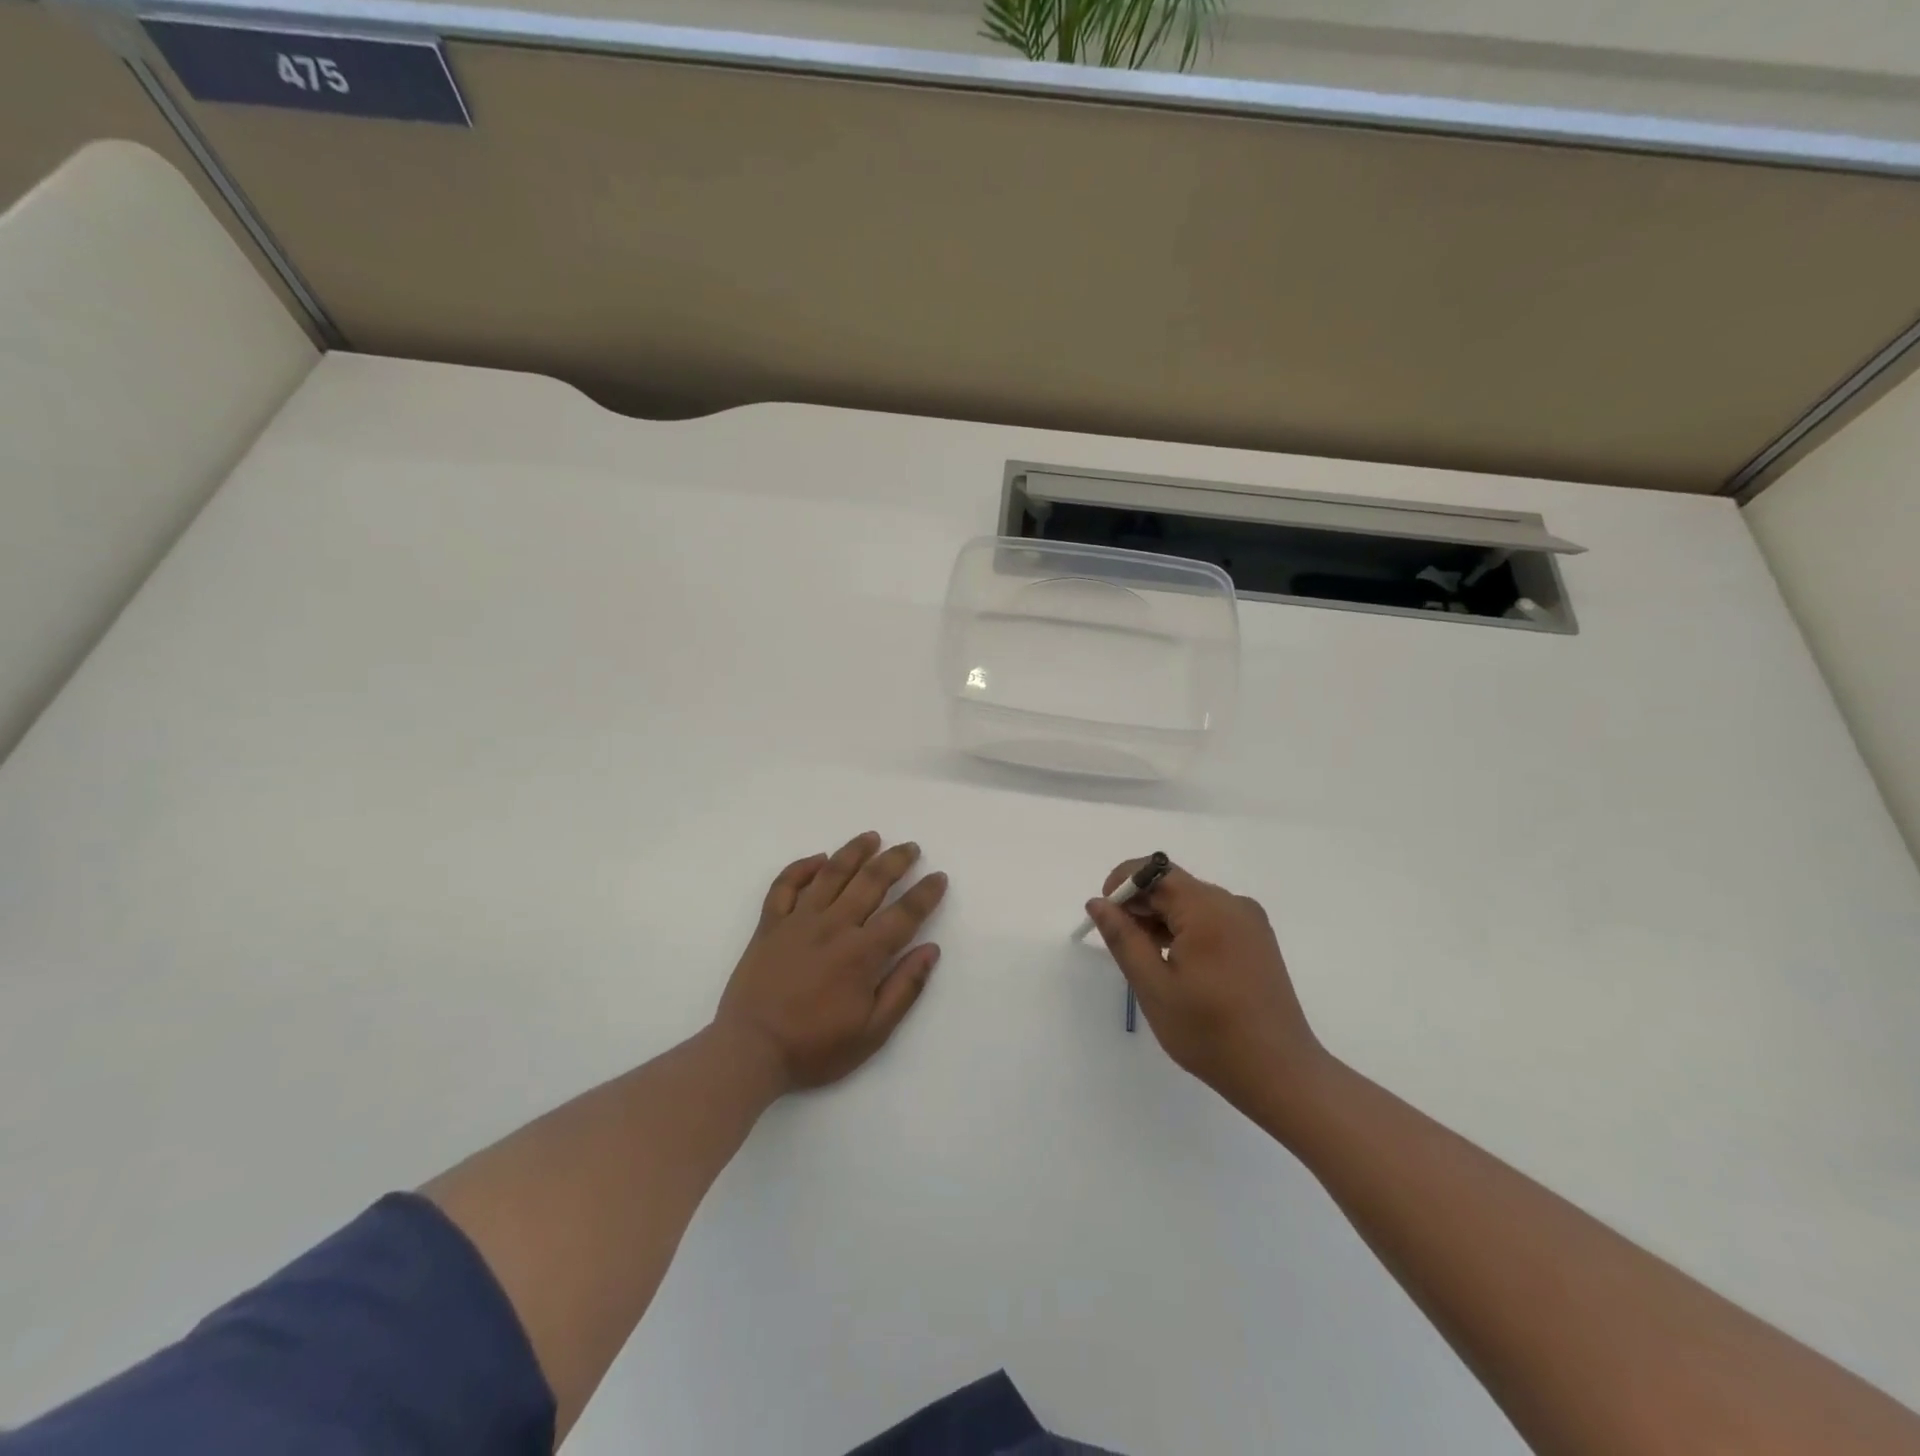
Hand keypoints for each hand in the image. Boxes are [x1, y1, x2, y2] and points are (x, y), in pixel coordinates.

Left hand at [715, 832, 947, 1093]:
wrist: (749, 1051)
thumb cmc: (814, 1047)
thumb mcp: (872, 1033)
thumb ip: (904, 988)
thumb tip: (931, 950)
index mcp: (861, 953)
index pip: (904, 914)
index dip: (925, 894)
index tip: (939, 877)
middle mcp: (833, 926)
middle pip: (870, 882)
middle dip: (895, 861)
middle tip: (911, 848)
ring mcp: (797, 921)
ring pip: (831, 873)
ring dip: (854, 851)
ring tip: (872, 837)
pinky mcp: (769, 925)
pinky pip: (785, 885)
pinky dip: (801, 867)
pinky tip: (818, 859)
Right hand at [1086, 861, 1326, 1118]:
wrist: (1281, 1073)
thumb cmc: (1210, 1032)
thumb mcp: (1154, 987)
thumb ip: (1123, 938)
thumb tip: (1098, 903)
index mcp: (1207, 909)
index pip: (1154, 871)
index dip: (1123, 885)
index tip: (1105, 917)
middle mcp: (1232, 904)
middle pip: (1173, 885)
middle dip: (1141, 906)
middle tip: (1123, 947)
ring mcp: (1249, 921)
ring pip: (1191, 902)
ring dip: (1162, 920)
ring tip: (1149, 962)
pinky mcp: (1257, 939)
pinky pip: (1211, 918)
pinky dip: (1186, 930)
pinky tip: (1177, 966)